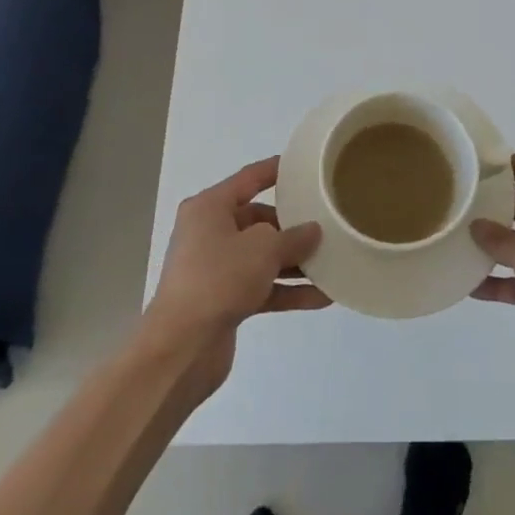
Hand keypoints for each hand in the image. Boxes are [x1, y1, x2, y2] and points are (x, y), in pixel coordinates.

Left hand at [142, 158, 328, 399]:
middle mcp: (209, 233)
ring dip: (295, 262)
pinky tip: (321, 297)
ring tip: (332, 262)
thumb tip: (312, 231)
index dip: (275, 170)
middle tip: (327, 225)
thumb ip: (293, 237)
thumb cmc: (219, 279)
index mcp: (210, 208)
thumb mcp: (263, 248)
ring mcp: (216, 268)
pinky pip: (262, 287)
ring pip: (262, 257)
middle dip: (292, 226)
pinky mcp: (224, 300)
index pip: (249, 179)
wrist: (182, 347)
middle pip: (258, 221)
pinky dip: (287, 290)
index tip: (303, 166)